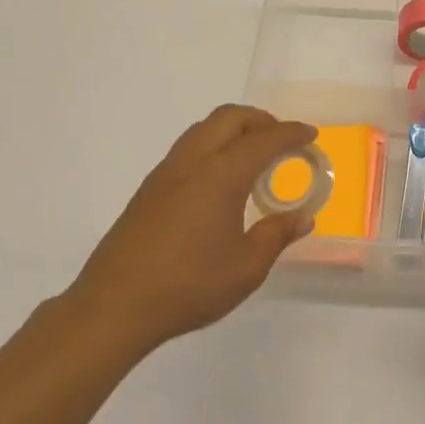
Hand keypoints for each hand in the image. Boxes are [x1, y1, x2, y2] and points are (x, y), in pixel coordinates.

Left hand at [68, 106, 316, 354]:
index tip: (311, 136)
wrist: (114, 306)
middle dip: (262, 120)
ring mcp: (166, 173)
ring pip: (204, 128)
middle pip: (229, 118)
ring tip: (254, 156)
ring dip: (234, 129)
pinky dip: (213, 145)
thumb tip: (303, 217)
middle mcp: (192, 162)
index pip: (264, 140)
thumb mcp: (246, 268)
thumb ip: (277, 235)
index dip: (291, 134)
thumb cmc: (189, 286)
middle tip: (283, 141)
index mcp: (221, 176)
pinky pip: (188, 148)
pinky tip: (220, 179)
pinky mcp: (149, 189)